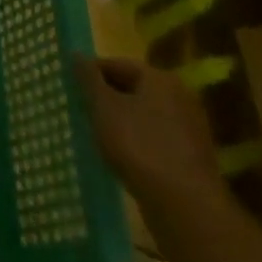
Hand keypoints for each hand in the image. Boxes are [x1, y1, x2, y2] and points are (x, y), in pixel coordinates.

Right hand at [73, 56, 223, 209]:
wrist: (185, 207)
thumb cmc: (139, 146)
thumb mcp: (104, 107)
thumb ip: (88, 79)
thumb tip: (76, 54)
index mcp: (160, 79)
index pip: (117, 65)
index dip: (90, 74)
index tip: (70, 87)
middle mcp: (180, 98)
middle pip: (133, 89)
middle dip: (105, 98)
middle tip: (79, 109)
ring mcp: (189, 130)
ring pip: (143, 116)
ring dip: (119, 122)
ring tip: (95, 134)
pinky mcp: (190, 159)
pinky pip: (154, 139)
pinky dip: (135, 143)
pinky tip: (119, 157)